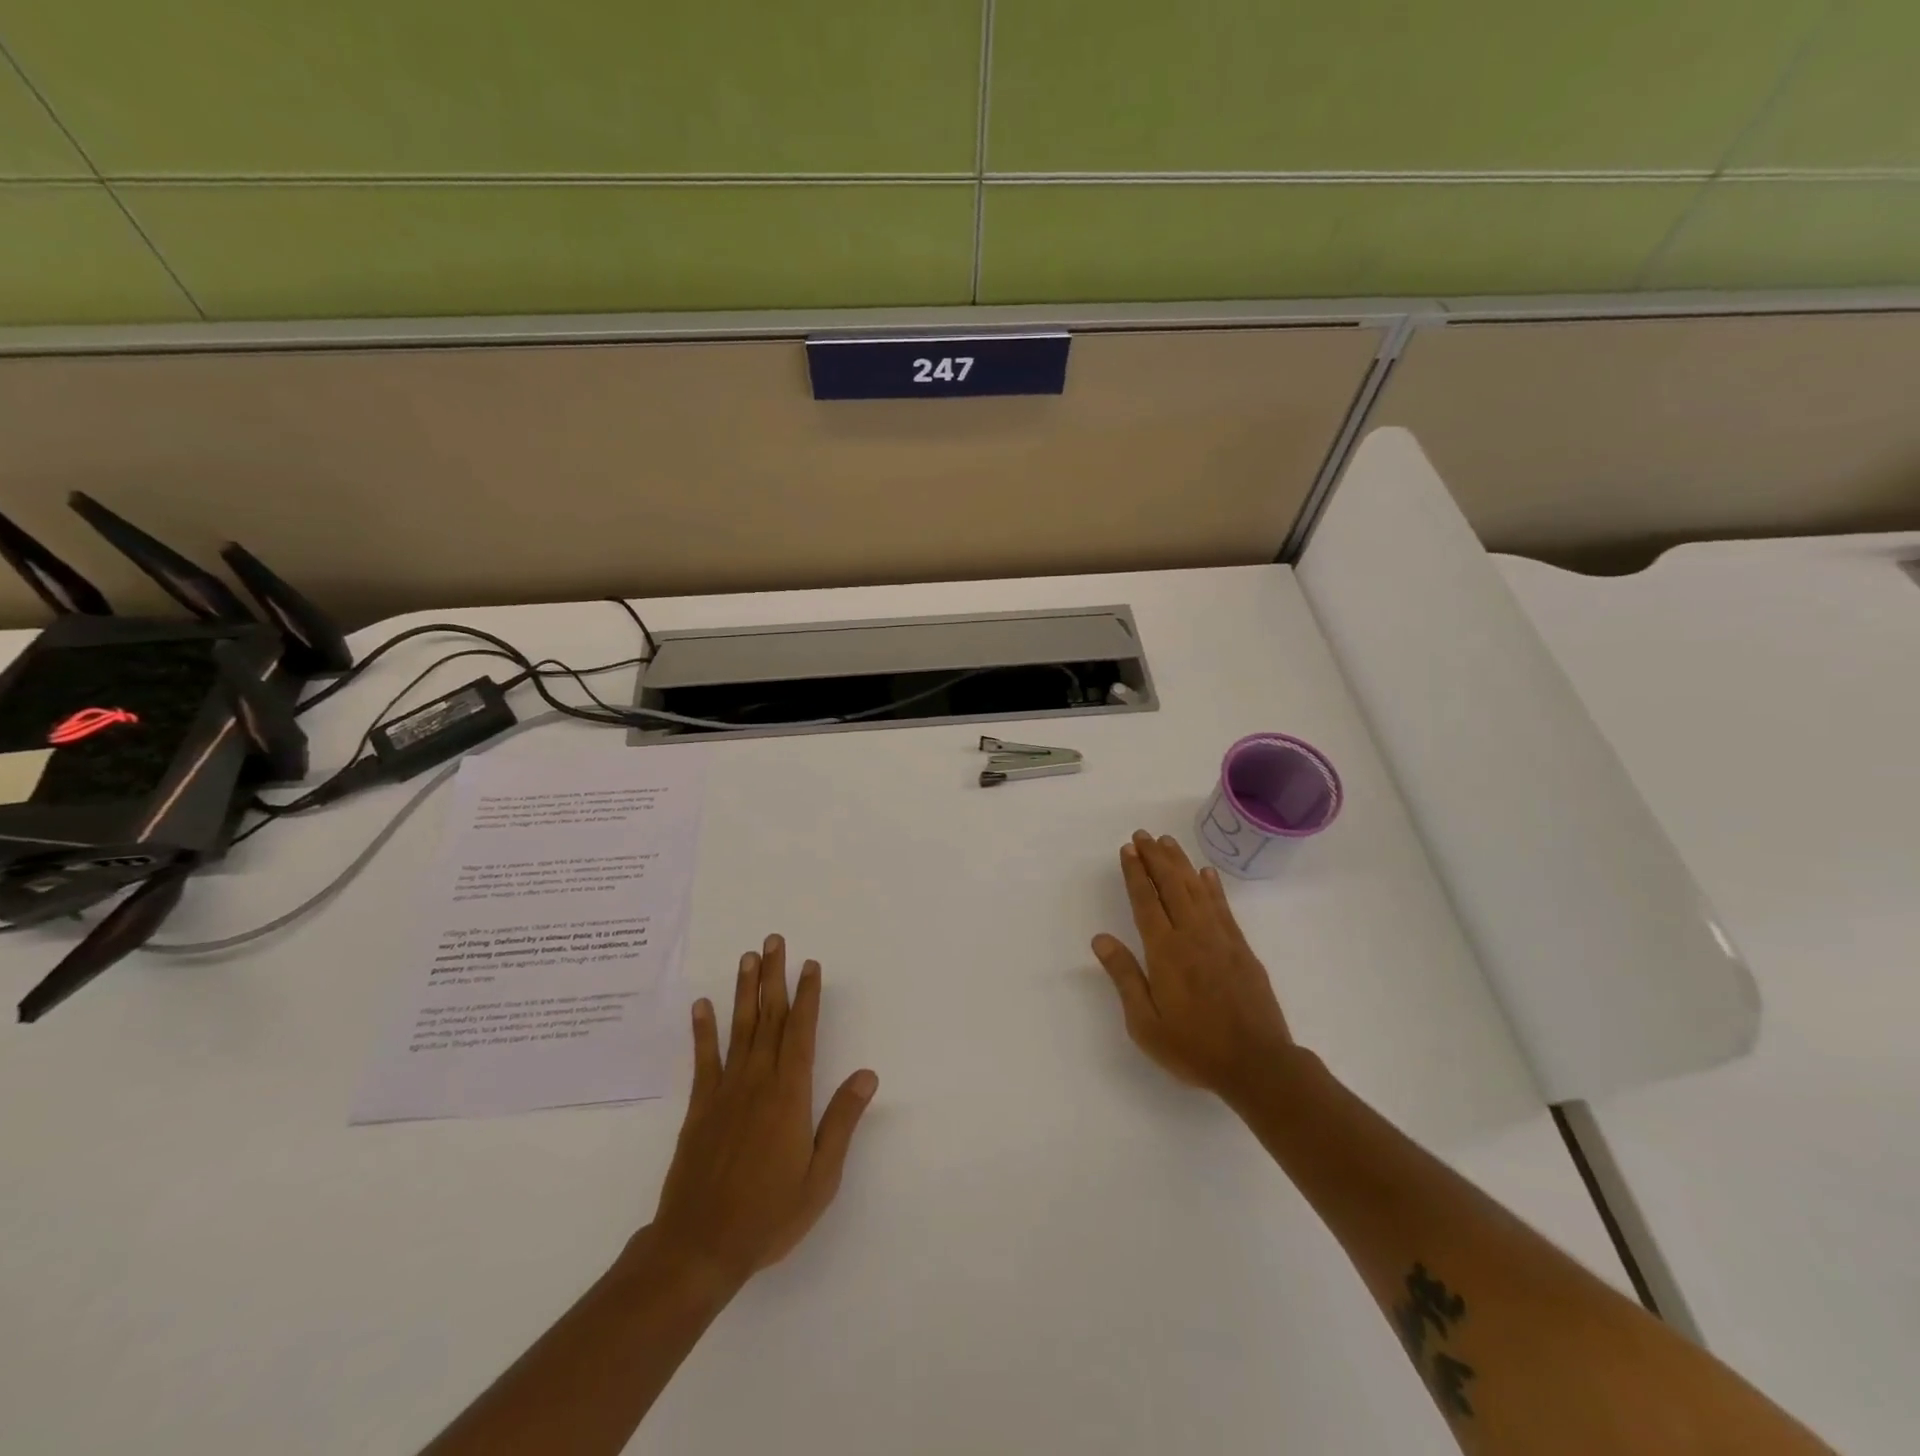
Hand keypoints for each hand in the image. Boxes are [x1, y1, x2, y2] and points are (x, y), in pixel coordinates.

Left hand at [646, 935, 877, 1290]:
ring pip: (739, 1028)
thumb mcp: (820, 1178)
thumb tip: (867, 1075)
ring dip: (746, 990)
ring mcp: (725, 1091)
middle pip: (769, 1018)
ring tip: (749, 957)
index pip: (802, 1032)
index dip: (807, 996)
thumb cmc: (768, 1215)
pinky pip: (704, 1059)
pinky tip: (703, 1004)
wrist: (699, 1247)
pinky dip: (703, 1030)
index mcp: (790, 1096)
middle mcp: (758, 1082)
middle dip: (775, 976)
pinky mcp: (700, 1107)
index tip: (810, 965)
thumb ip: (842, 1122)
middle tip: (775, 940)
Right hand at [1092, 830, 1295, 1104]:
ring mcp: (1220, 939)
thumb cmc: (1194, 1047)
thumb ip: (1125, 977)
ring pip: (1196, 889)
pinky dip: (1212, 886)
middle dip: (1155, 858)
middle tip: (1143, 835)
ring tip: (1167, 842)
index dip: (1136, 873)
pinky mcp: (1241, 949)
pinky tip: (1205, 873)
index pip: (1146, 901)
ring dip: (1180, 863)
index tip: (1127, 849)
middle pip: (1171, 886)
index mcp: (1165, 951)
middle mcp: (1192, 935)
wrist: (1258, 1065)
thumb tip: (1101, 939)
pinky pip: (1223, 907)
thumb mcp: (1146, 1023)